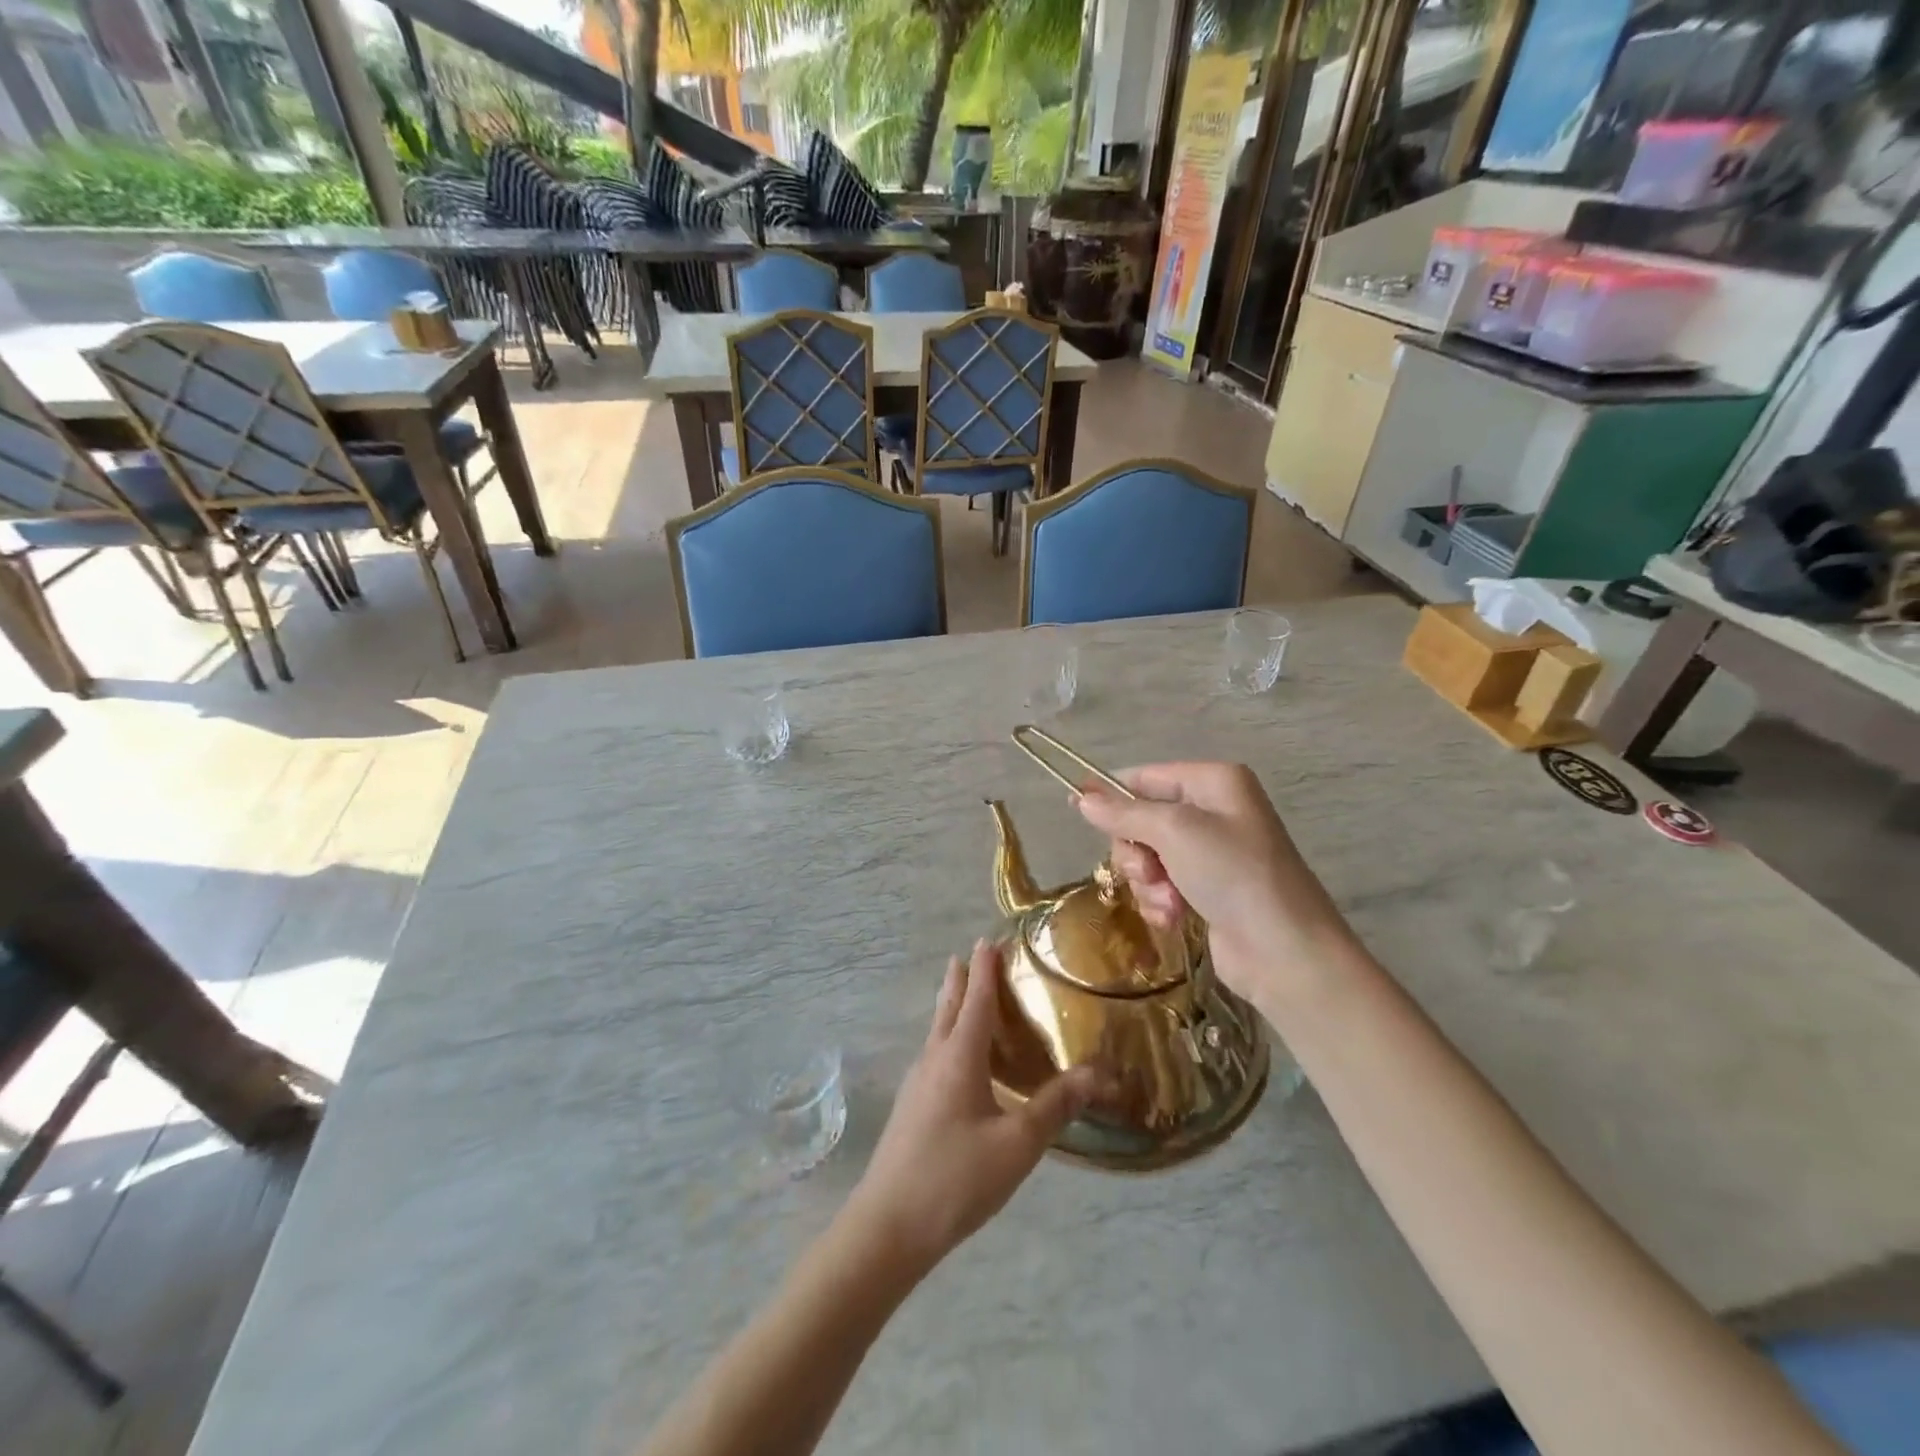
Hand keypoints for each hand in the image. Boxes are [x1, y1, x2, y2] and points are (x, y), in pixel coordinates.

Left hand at [848, 940, 1101, 1274]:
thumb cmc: (954, 1178)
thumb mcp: (1016, 1145)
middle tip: (975, 954)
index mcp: (958, 1056)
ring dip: (953, 1006)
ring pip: (938, 1030)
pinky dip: (950, 1036)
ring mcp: (917, 1083)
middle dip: (962, 978)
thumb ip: (1056, 1106)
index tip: (990, 938)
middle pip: (949, 1006)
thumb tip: (1099, 1073)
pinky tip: (961, 1059)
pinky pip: (935, 1053)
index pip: (975, 999)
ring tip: (968, 994)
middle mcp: (934, 1058)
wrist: (887, 1227)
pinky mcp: (912, 1106)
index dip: (985, 968)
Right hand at [1074, 762, 1360, 1014]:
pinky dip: (1160, 902)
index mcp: (1213, 782)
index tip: (1077, 812)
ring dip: (1148, 883)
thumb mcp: (1174, 832)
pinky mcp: (1206, 890)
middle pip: (1140, 820)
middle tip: (1149, 872)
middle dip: (1136, 851)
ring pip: (1146, 857)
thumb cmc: (1233, 874)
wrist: (1284, 951)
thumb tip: (1081, 798)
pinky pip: (1161, 885)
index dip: (1111, 796)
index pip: (1144, 777)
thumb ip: (1123, 813)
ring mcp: (1210, 853)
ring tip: (1169, 901)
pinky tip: (1175, 918)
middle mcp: (1212, 811)